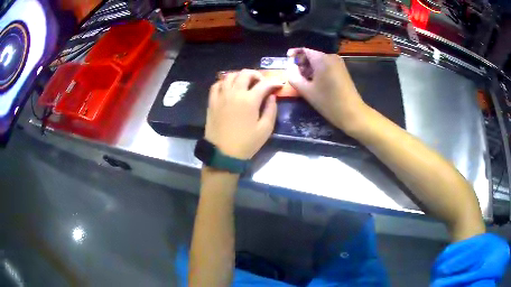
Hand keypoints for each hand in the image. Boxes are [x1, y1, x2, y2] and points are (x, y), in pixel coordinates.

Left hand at [205, 70, 281, 159]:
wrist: (223, 154)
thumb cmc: (246, 143)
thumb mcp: (265, 129)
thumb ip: (271, 110)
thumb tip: (272, 96)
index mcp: (249, 100)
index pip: (264, 84)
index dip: (273, 82)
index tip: (278, 85)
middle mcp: (234, 93)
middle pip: (245, 73)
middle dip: (256, 74)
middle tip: (261, 82)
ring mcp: (221, 96)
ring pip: (230, 75)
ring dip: (240, 76)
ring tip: (245, 84)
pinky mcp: (212, 102)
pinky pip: (216, 85)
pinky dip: (224, 82)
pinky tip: (229, 88)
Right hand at [287, 48, 369, 133]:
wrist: (352, 113)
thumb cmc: (328, 102)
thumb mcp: (306, 91)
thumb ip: (293, 76)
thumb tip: (290, 67)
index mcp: (321, 59)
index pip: (304, 50)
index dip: (294, 54)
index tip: (287, 61)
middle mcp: (330, 57)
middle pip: (311, 55)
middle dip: (301, 63)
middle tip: (295, 75)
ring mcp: (338, 63)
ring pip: (319, 61)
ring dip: (309, 68)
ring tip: (304, 81)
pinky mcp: (342, 70)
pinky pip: (326, 66)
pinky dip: (318, 71)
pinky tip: (315, 83)